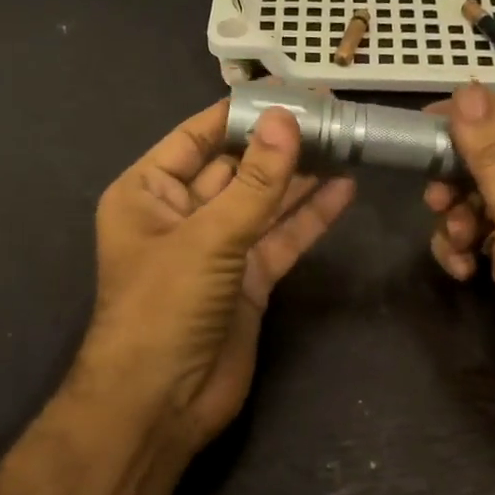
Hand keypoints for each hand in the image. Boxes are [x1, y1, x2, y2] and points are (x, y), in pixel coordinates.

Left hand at [74, 99, 355, 459]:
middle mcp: (181, 214)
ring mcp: (217, 249)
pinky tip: (344, 189)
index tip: (291, 90)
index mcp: (148, 192)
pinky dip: (309, 217)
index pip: (199, 137)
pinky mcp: (247, 280)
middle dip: (279, 143)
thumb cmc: (163, 307)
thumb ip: (254, 182)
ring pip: (264, 202)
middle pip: (237, 167)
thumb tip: (287, 119)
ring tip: (346, 142)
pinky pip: (281, 238)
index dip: (243, 113)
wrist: (161, 403)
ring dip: (300, 176)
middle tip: (332, 114)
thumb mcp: (208, 237)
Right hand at [424, 84, 494, 428]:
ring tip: (458, 242)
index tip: (430, 124)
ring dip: (457, 216)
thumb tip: (466, 91)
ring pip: (481, 195)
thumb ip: (492, 153)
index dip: (480, 110)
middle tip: (433, 196)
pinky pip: (480, 232)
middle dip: (461, 175)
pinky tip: (463, 270)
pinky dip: (464, 247)